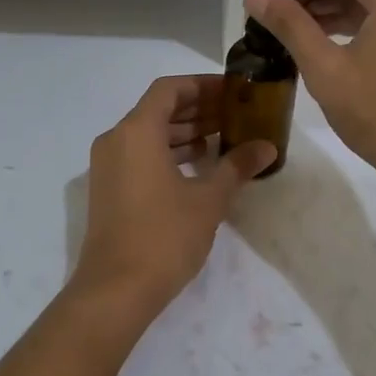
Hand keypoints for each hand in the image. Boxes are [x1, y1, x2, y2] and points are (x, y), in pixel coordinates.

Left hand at [68, 75, 273, 326]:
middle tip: (234, 113)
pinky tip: (197, 164)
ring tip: (221, 136)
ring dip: (183, 131)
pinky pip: (139, 154)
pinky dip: (167, 151)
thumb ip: (237, 166)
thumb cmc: (164, 236)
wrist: (115, 290)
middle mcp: (116, 140)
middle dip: (196, 108)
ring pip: (148, 133)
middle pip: (158, 109)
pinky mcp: (108, 188)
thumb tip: (267, 147)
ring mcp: (107, 165)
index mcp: (137, 131)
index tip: (232, 91)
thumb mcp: (208, 200)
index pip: (169, 89)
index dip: (202, 85)